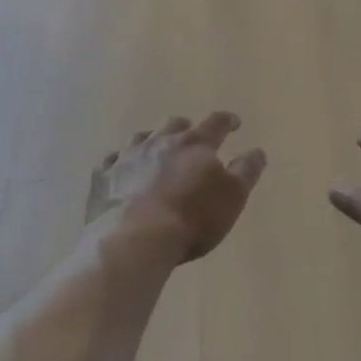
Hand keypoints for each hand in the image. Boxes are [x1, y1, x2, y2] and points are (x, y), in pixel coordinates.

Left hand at [88, 112, 266, 261]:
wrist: (135, 239)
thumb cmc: (192, 218)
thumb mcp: (232, 197)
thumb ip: (246, 171)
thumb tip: (257, 151)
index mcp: (195, 144)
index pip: (216, 124)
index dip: (227, 121)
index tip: (234, 122)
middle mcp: (160, 142)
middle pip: (174, 125)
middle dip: (185, 128)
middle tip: (191, 135)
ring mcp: (128, 157)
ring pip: (141, 138)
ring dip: (152, 140)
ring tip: (156, 148)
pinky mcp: (103, 177)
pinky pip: (111, 161)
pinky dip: (120, 161)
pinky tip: (121, 169)